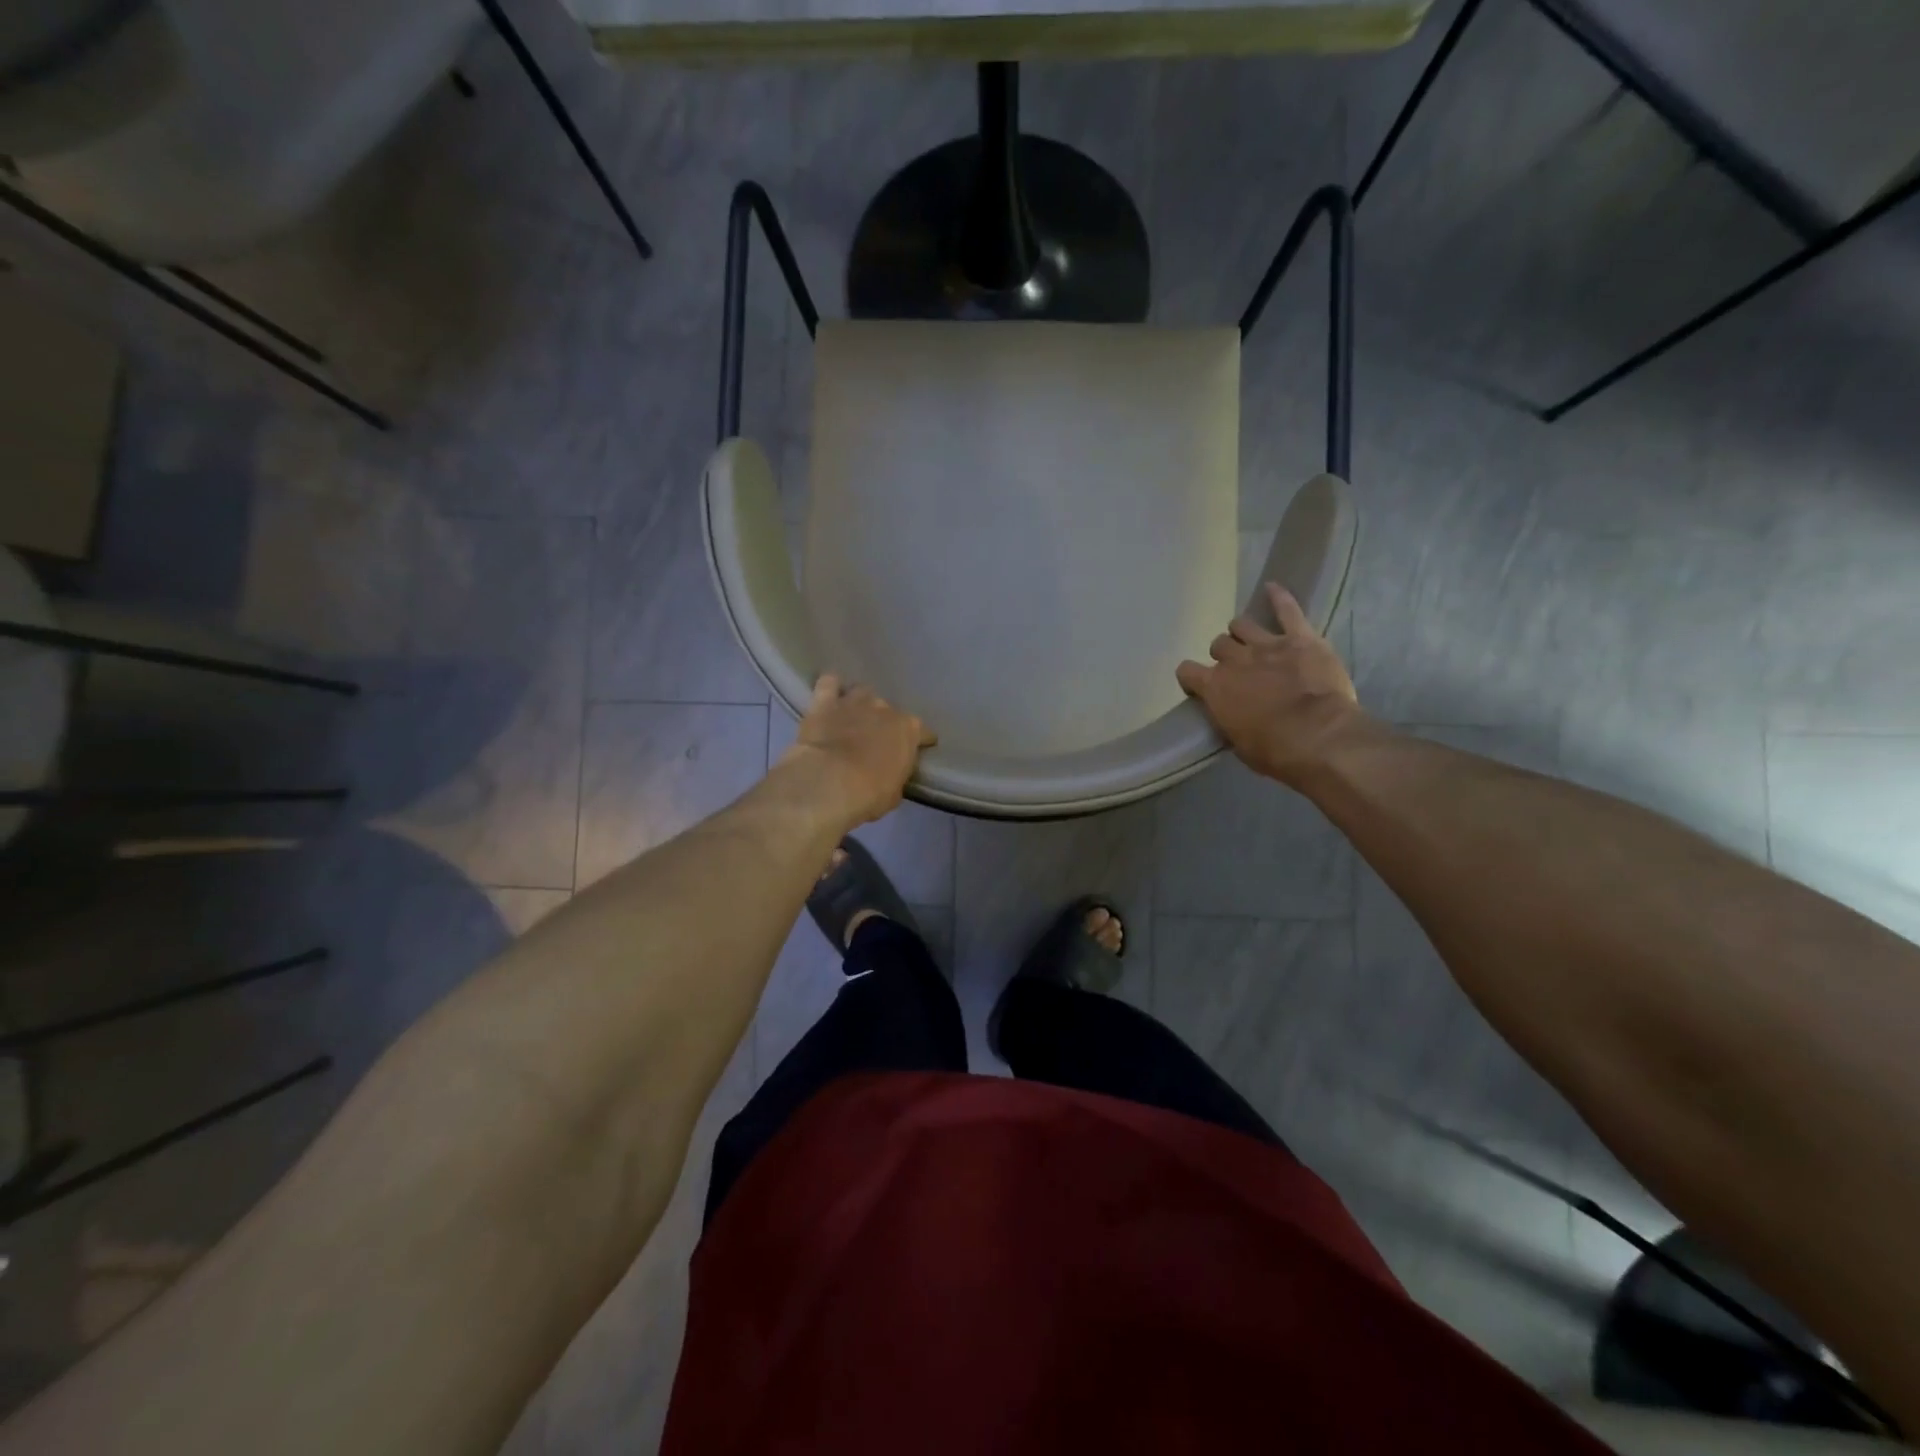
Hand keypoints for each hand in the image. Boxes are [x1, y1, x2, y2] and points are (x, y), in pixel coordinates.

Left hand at [777, 674, 935, 827]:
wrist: (828, 783)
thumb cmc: (868, 794)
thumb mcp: (894, 793)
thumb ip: (896, 776)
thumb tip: (890, 774)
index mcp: (909, 730)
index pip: (923, 732)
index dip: (921, 741)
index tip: (917, 750)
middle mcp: (885, 708)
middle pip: (890, 711)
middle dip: (884, 723)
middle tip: (875, 741)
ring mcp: (854, 701)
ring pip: (862, 693)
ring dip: (860, 705)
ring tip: (852, 719)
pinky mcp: (825, 702)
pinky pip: (829, 683)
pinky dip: (831, 688)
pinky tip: (829, 697)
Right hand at [1175, 584, 1365, 786]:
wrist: (1319, 737)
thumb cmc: (1274, 751)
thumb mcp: (1239, 743)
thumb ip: (1229, 720)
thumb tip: (1231, 714)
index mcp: (1214, 688)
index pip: (1187, 671)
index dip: (1193, 678)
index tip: (1200, 686)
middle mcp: (1234, 660)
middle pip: (1218, 645)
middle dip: (1224, 655)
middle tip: (1237, 668)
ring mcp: (1266, 645)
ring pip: (1242, 625)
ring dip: (1243, 633)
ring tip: (1251, 640)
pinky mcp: (1300, 638)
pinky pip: (1287, 609)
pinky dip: (1278, 598)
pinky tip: (1272, 587)